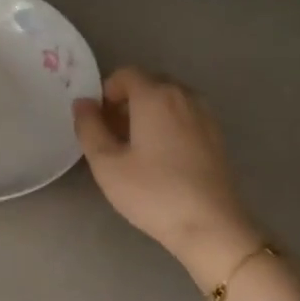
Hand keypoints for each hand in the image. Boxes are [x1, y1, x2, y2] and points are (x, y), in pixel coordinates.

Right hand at [74, 67, 260, 292]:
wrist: (211, 226)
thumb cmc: (153, 192)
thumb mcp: (107, 163)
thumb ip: (89, 127)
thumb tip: (83, 103)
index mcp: (155, 96)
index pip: (124, 74)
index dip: (105, 93)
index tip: (97, 122)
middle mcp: (183, 96)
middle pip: (147, 84)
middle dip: (125, 102)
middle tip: (111, 137)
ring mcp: (205, 115)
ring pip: (167, 101)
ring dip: (146, 114)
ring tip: (134, 149)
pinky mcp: (216, 135)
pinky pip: (184, 116)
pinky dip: (167, 125)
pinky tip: (160, 159)